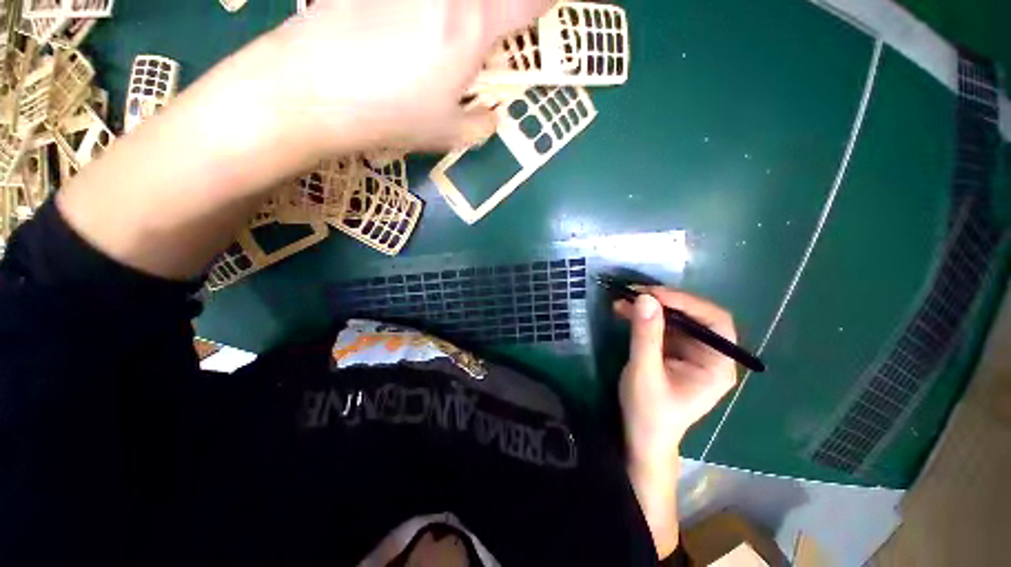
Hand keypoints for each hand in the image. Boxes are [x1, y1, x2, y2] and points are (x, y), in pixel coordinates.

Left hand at [274, 0, 553, 153]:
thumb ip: (481, 125)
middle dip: (494, 12)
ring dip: (458, 13)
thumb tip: (493, 118)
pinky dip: (420, 13)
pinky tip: (401, 24)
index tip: (541, 11)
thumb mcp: (448, 134)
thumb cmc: (393, 115)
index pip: (528, 3)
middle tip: (485, 31)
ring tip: (441, 38)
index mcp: (473, 26)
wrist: (315, 89)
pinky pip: (413, 0)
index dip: (542, 5)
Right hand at [615, 287, 737, 460]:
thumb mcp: (644, 372)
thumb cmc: (649, 412)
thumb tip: (645, 298)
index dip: (688, 303)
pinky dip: (643, 317)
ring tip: (624, 299)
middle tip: (635, 292)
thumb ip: (646, 336)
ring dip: (650, 307)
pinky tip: (624, 311)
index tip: (655, 294)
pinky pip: (661, 327)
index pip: (715, 322)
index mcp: (716, 365)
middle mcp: (709, 355)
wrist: (641, 437)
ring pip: (675, 319)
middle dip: (665, 302)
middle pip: (695, 316)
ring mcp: (690, 353)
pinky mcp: (672, 352)